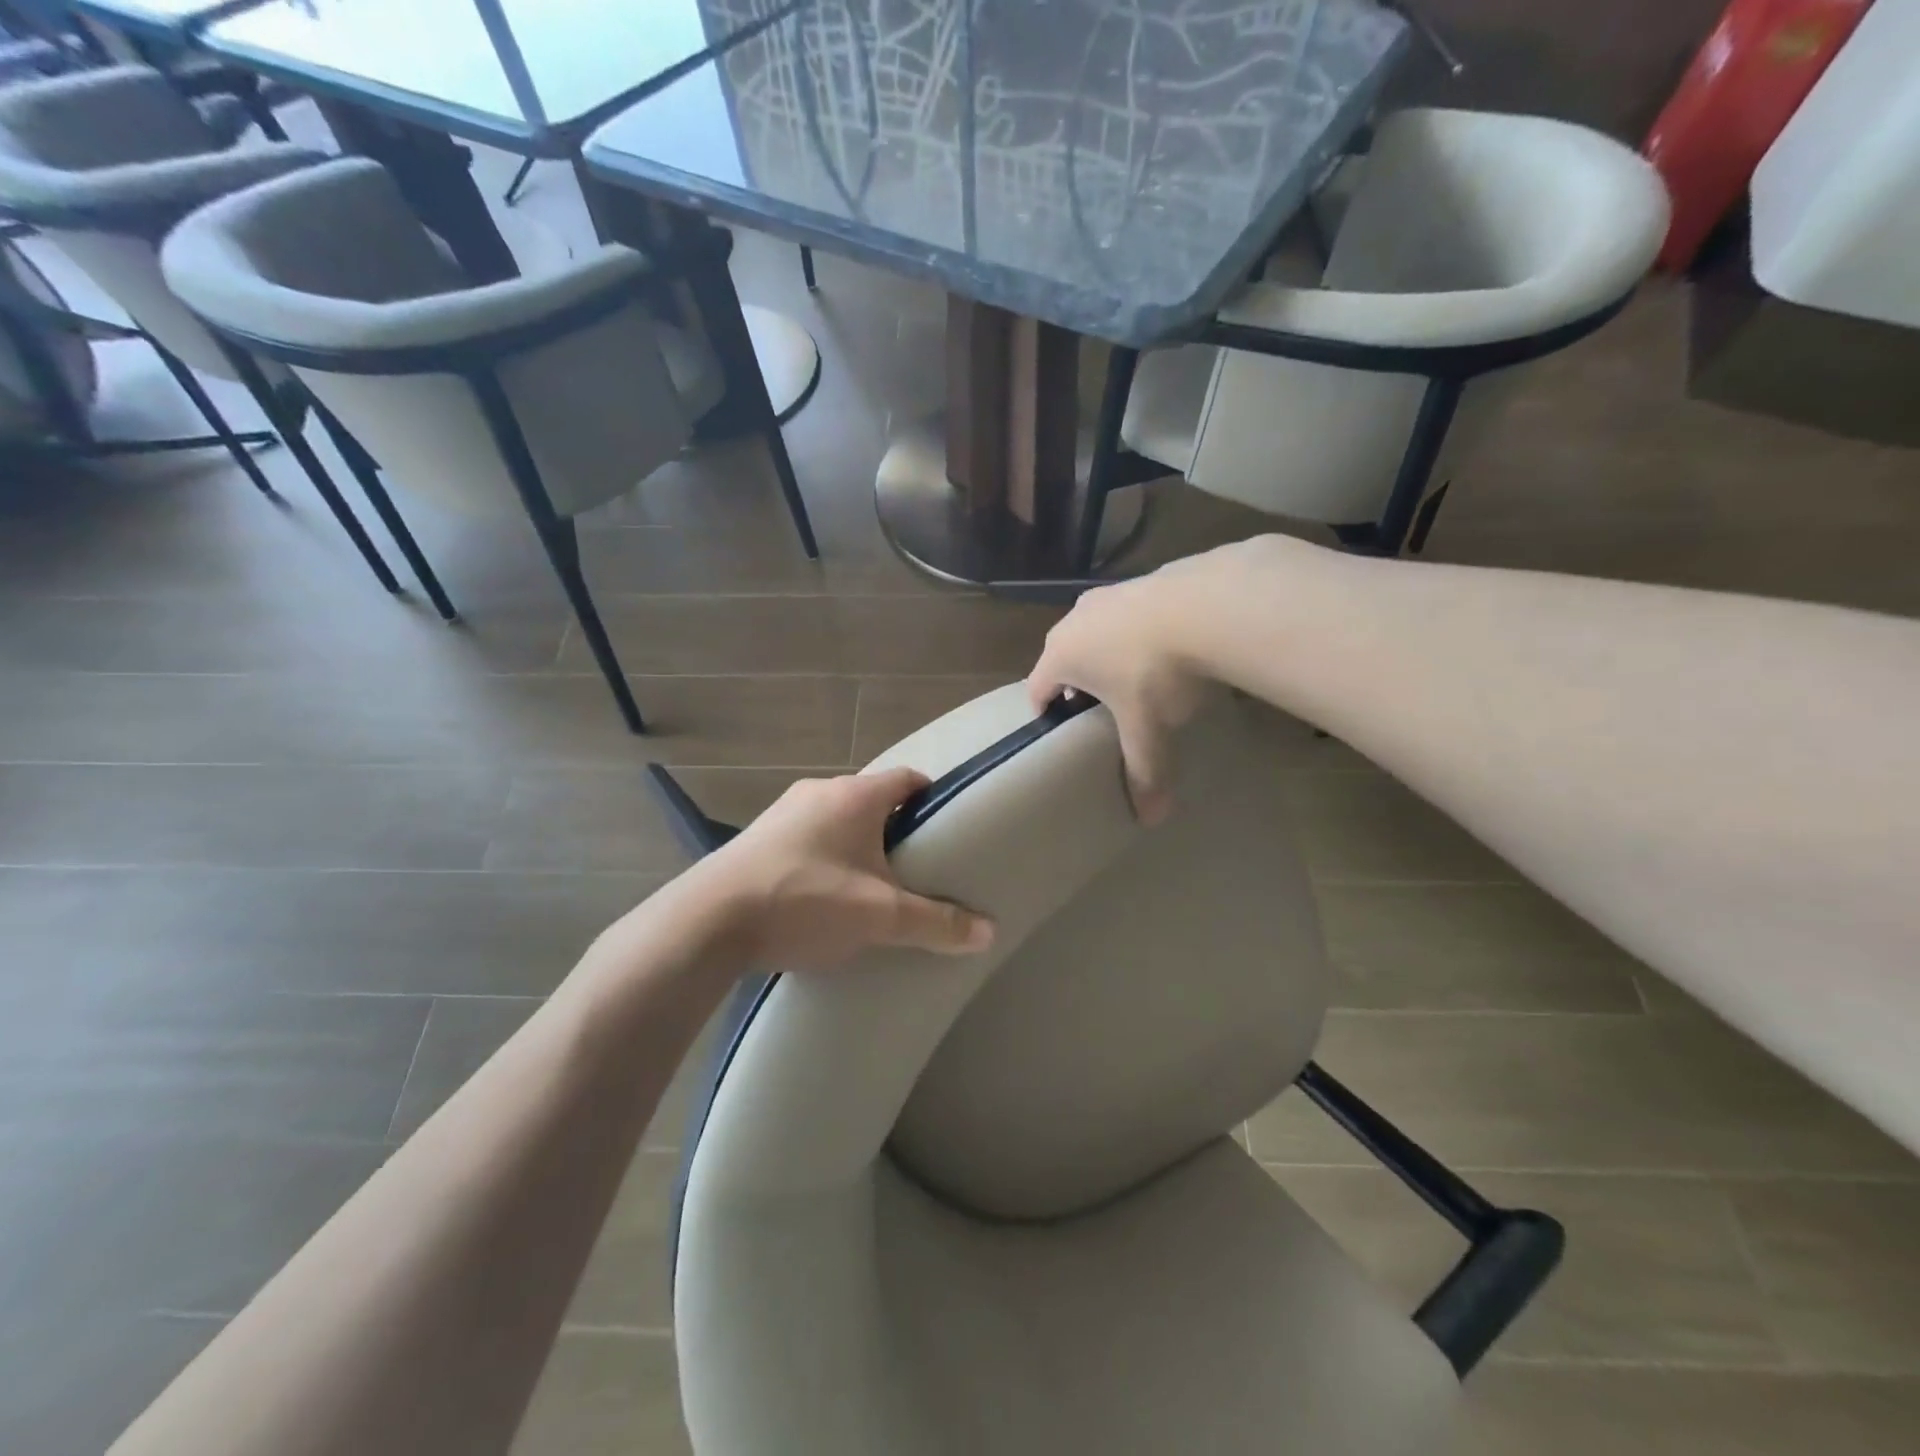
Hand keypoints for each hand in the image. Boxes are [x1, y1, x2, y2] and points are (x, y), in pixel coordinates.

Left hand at [695, 769, 994, 971]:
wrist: (708, 921)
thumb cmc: (805, 901)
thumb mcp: (880, 916)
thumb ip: (937, 922)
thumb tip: (989, 931)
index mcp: (856, 795)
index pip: (908, 779)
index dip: (932, 800)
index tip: (948, 830)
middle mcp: (819, 791)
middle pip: (873, 801)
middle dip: (896, 830)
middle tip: (916, 868)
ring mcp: (783, 812)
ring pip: (837, 820)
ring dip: (856, 845)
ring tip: (872, 886)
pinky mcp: (757, 838)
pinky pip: (807, 838)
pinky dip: (824, 857)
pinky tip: (823, 895)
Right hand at [1026, 559, 1219, 823]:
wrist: (1209, 604)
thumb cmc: (1157, 672)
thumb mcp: (1148, 728)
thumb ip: (1144, 771)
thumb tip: (1151, 820)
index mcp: (1062, 654)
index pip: (1037, 688)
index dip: (1044, 712)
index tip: (1059, 731)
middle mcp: (1075, 619)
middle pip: (1063, 656)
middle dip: (1076, 682)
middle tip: (1098, 710)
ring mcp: (1109, 593)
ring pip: (1095, 630)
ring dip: (1106, 653)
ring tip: (1135, 678)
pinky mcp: (1143, 579)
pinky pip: (1128, 613)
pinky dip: (1137, 632)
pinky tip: (1167, 647)